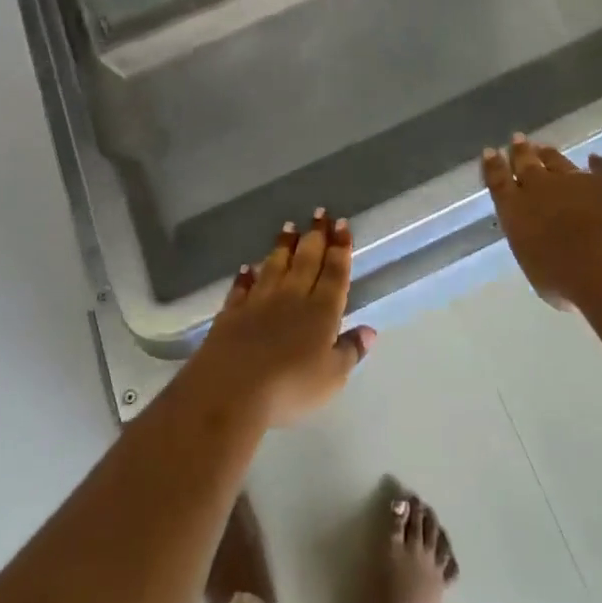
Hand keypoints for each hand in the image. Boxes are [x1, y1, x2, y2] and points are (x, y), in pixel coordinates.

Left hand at [187, 212, 375, 428]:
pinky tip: (247, 267)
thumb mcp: (331, 377)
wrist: (231, 390)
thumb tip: (370, 330)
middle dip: (315, 236)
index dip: (340, 248)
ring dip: (283, 246)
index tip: (342, 224)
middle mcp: (292, 297)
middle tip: (319, 213)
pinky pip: (242, 287)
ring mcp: (259, 302)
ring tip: (288, 228)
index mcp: (321, 311)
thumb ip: (350, 351)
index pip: (335, 272)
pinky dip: (246, 276)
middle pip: (306, 260)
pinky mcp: (232, 312)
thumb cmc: (290, 387)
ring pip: (275, 266)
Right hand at [482, 135, 601, 312]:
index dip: (494, 167)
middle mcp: (541, 189)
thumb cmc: (568, 280)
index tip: (490, 151)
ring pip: (558, 162)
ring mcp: (577, 180)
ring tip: (544, 147)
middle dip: (520, 152)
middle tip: (517, 139)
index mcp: (516, 211)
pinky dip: (599, 164)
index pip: (499, 183)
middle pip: (526, 164)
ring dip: (550, 155)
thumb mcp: (541, 273)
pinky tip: (596, 159)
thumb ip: (539, 251)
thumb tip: (546, 247)